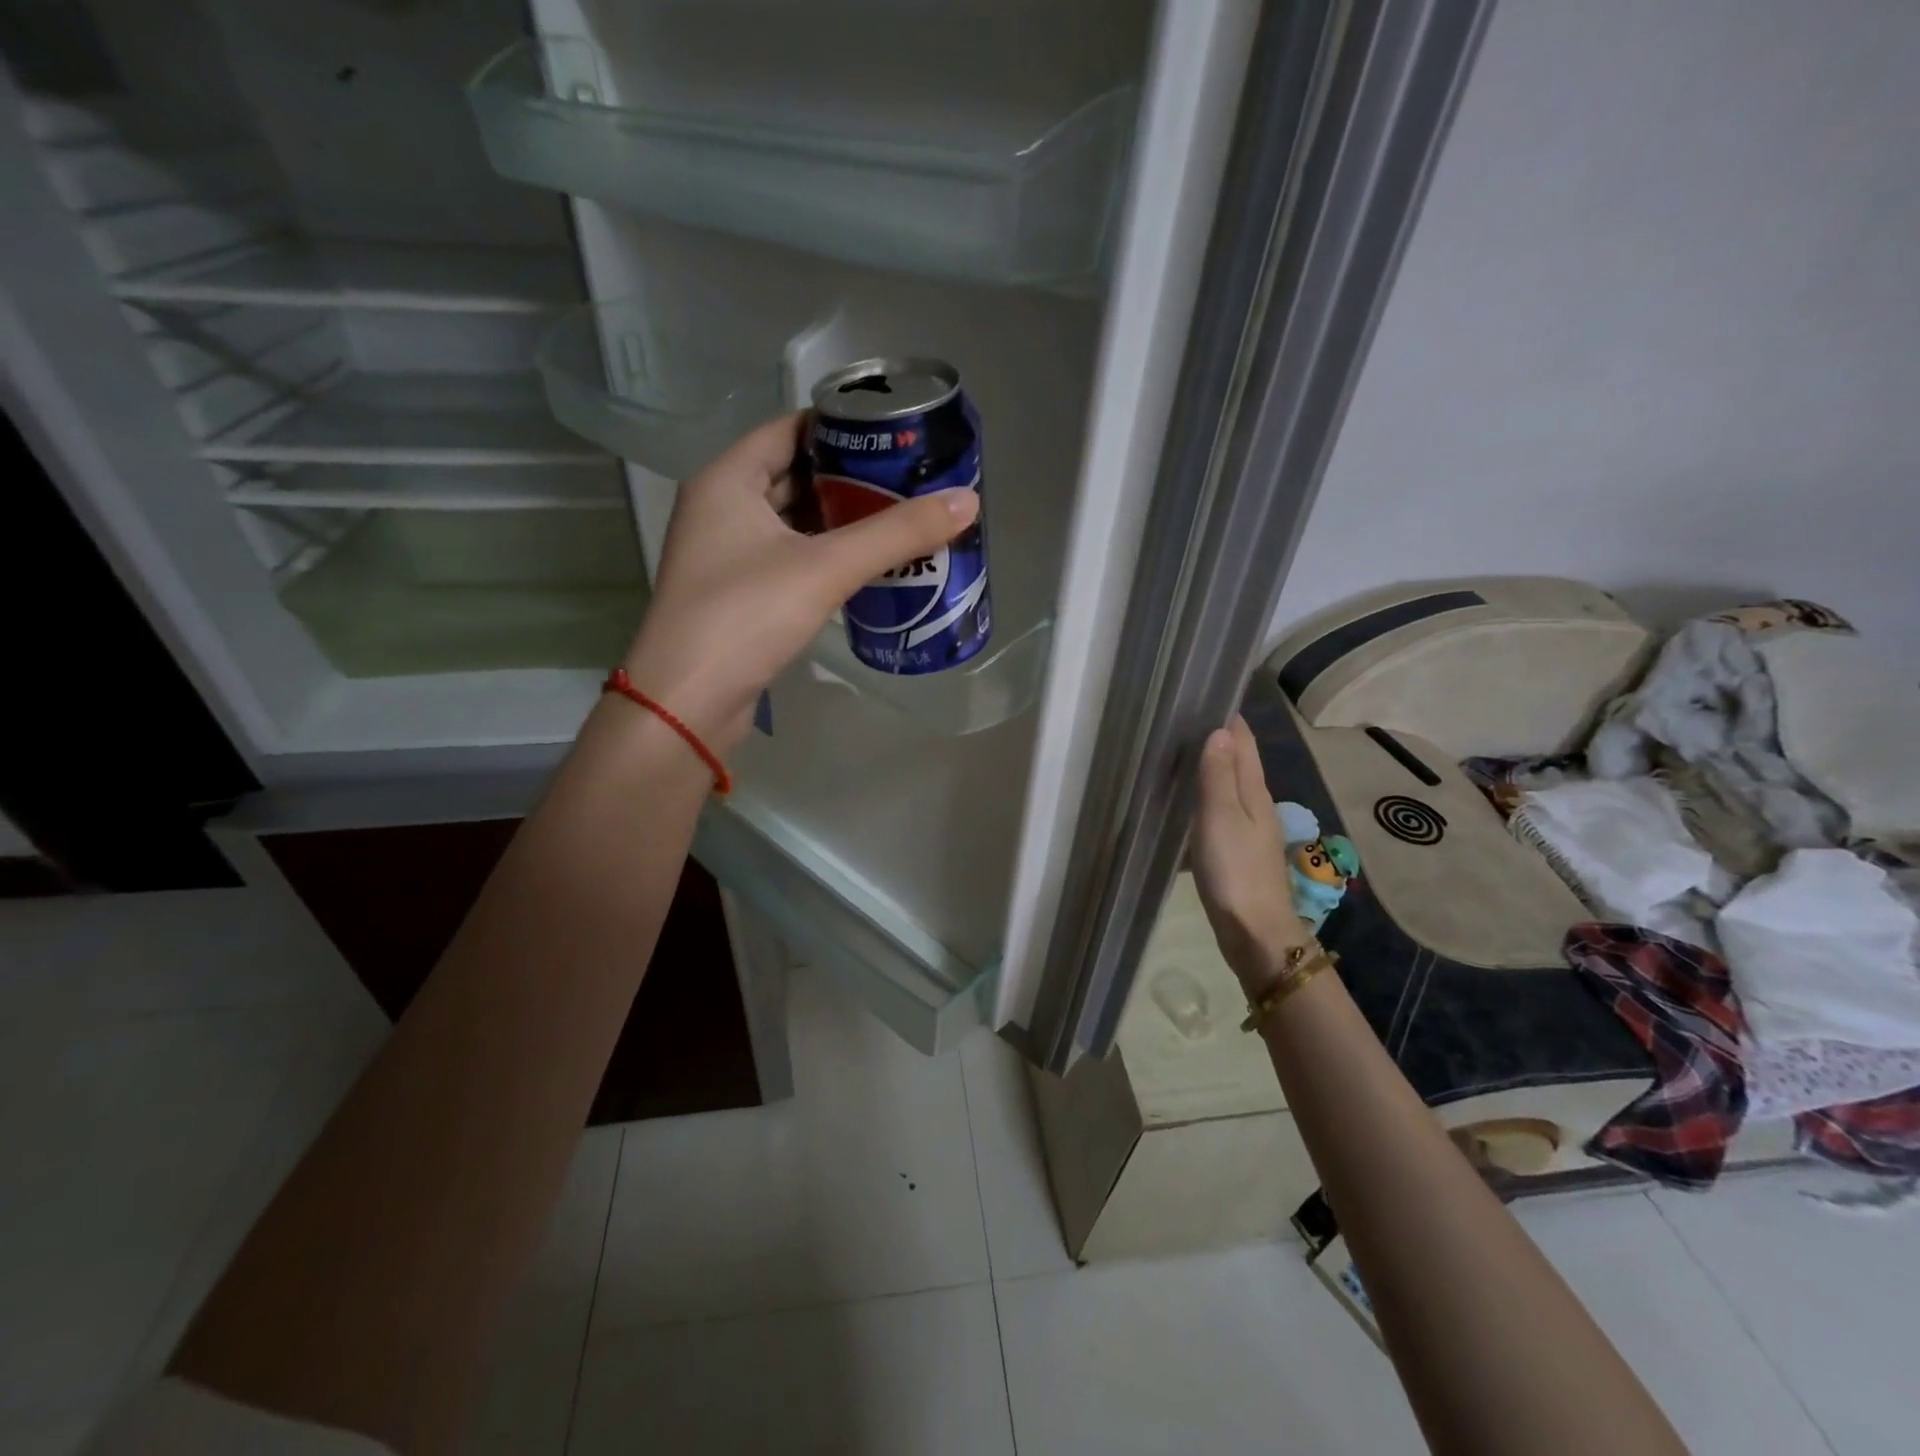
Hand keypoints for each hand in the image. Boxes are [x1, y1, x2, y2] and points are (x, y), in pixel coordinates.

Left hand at [621, 413, 980, 751]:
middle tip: (907, 481)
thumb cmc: (746, 616)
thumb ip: (896, 534)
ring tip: (897, 520)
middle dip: (848, 478)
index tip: (894, 436)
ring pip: (792, 523)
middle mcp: (719, 509)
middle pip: (793, 475)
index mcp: (726, 480)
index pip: (789, 429)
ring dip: (838, 522)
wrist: (687, 703)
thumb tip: (968, 501)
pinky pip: (788, 560)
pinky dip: (824, 556)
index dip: (841, 428)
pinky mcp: (738, 596)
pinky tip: (864, 566)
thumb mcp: (826, 568)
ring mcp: (725, 556)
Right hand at [1190, 715, 1309, 993]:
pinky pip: (1218, 814)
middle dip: (1217, 740)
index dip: (1229, 719)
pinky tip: (1182, 807)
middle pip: (1239, 763)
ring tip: (1176, 756)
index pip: (1244, 743)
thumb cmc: (1235, 870)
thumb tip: (1220, 730)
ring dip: (1209, 771)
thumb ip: (1218, 775)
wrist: (1254, 932)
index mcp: (1254, 791)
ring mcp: (1248, 830)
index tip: (1204, 697)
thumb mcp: (1221, 817)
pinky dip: (1203, 802)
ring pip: (1228, 789)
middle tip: (1181, 722)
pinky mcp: (1236, 852)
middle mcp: (1256, 805)